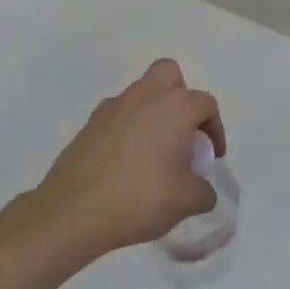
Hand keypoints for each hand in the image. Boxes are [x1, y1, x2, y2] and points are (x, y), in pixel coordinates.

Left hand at [32, 59, 225, 257]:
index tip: (210, 157)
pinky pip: (117, 117)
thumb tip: (200, 188)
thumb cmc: (142, 199)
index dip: (215, 129)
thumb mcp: (189, 201)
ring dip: (152, 115)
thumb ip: (204, 190)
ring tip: (153, 155)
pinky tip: (126, 165)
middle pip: (168, 75)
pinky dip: (127, 131)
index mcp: (174, 107)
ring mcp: (111, 109)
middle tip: (182, 132)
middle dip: (180, 97)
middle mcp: (143, 97)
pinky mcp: (88, 126)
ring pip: (139, 95)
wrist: (74, 213)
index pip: (205, 104)